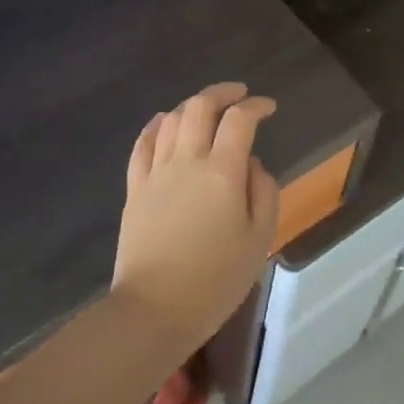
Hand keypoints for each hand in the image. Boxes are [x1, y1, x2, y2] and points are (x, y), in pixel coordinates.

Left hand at [111, 81, 278, 365]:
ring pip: (171, 120)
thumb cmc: (216, 279)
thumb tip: (251, 165)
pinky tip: (164, 122)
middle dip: (222, 93)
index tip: (269, 108)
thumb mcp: (259, 239)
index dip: (256, 107)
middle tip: (239, 95)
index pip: (239, 121)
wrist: (154, 310)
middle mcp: (187, 161)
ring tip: (207, 110)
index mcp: (222, 172)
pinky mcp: (135, 189)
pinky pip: (143, 145)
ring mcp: (156, 173)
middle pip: (200, 107)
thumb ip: (263, 192)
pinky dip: (156, 126)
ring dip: (192, 106)